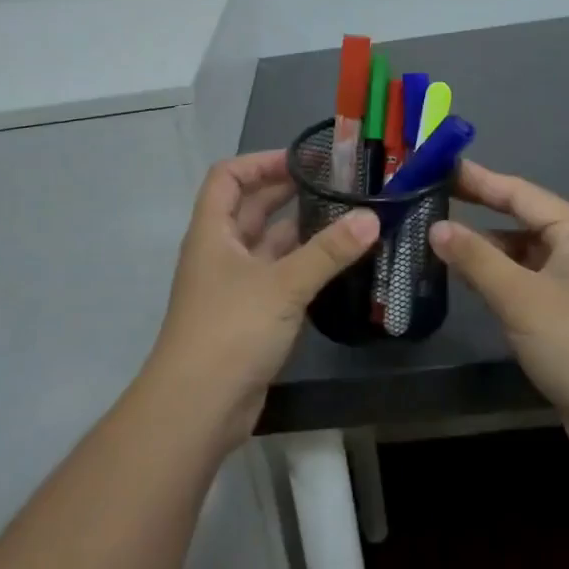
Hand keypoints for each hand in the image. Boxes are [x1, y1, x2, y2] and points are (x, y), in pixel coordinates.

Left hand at [145, 151, 377, 447]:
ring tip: (345, 218)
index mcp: (213, 231)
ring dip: (300, 231)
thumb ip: (328, 251)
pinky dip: (302, 266)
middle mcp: (220, 252)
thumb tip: (370, 217)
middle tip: (335, 184)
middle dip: (287, 192)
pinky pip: (278, 277)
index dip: (260, 162)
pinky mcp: (249, 316)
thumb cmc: (231, 330)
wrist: (198, 407)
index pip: (228, 176)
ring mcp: (234, 286)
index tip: (302, 161)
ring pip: (268, 245)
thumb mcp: (282, 284)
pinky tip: (336, 265)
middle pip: (250, 208)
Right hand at [430, 162, 568, 451]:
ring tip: (440, 244)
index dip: (477, 179)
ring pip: (522, 253)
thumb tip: (436, 227)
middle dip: (478, 212)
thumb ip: (475, 258)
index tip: (438, 167)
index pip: (518, 193)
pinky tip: (470, 282)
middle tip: (431, 202)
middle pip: (521, 219)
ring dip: (486, 249)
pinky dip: (499, 276)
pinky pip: (527, 280)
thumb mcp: (520, 298)